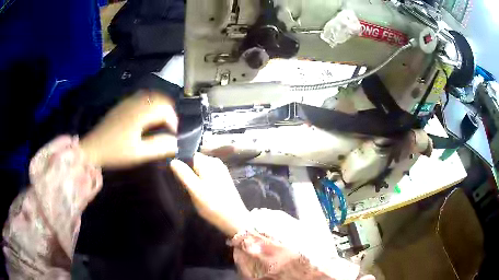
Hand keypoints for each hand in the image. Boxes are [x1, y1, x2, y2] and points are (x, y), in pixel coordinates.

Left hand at [80, 92, 177, 167]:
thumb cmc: (115, 152)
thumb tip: (175, 143)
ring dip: (159, 105)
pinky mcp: (122, 105)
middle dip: (168, 110)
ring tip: (160, 120)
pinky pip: (140, 97)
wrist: (93, 148)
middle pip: (159, 98)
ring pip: (150, 95)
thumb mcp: (138, 154)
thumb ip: (158, 147)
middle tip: (168, 126)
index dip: (173, 120)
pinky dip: (149, 103)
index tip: (173, 133)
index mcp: (140, 114)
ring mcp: (127, 102)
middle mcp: (135, 103)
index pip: (164, 108)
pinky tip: (146, 116)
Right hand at [170, 153, 249, 236]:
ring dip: (194, 177)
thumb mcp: (195, 190)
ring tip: (192, 190)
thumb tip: (173, 161)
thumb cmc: (213, 205)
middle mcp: (215, 162)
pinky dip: (202, 180)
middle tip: (183, 186)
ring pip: (201, 169)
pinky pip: (208, 174)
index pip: (189, 155)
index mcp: (208, 162)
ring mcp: (221, 170)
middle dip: (188, 171)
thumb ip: (183, 174)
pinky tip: (201, 191)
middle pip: (195, 161)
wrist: (234, 219)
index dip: (181, 164)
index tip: (176, 176)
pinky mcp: (224, 179)